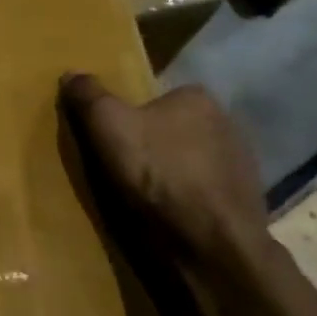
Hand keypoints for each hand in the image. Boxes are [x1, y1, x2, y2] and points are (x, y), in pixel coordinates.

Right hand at [60, 75, 269, 271]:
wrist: (210, 242)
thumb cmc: (157, 174)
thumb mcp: (109, 127)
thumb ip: (89, 97)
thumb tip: (70, 73)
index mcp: (197, 98)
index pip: (157, 99)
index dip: (131, 119)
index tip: (113, 142)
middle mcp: (227, 121)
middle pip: (176, 129)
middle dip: (154, 146)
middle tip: (124, 172)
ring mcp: (242, 162)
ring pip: (193, 161)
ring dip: (173, 175)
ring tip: (145, 200)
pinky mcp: (246, 199)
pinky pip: (207, 192)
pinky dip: (190, 201)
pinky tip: (171, 218)